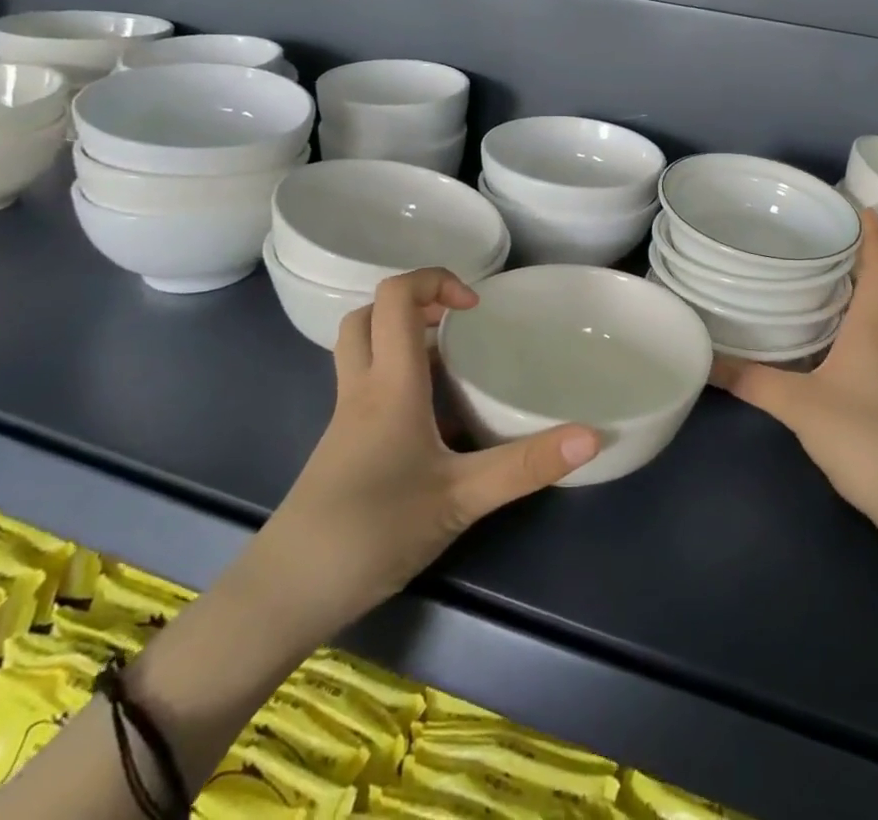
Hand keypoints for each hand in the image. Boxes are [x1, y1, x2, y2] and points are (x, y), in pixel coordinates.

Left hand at [234, 269, 600, 653]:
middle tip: (460, 326)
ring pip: (363, 349)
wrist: (285, 596)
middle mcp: (362, 389)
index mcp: (389, 384)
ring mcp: (346, 419)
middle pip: (369, 315)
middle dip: (415, 304)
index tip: (475, 308)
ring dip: (402, 338)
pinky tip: (434, 420)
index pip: (395, 296)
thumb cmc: (372, 532)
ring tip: (454, 363)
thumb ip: (526, 466)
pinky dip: (397, 378)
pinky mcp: (342, 446)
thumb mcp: (461, 499)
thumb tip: (592, 435)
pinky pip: (367, 386)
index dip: (435, 281)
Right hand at [712, 209, 877, 523]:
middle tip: (829, 236)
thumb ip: (751, 380)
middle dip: (865, 254)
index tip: (860, 205)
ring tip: (829, 273)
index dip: (874, 233)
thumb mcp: (797, 405)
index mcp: (877, 324)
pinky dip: (867, 316)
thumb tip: (706, 362)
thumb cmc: (861, 434)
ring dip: (867, 286)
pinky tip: (839, 329)